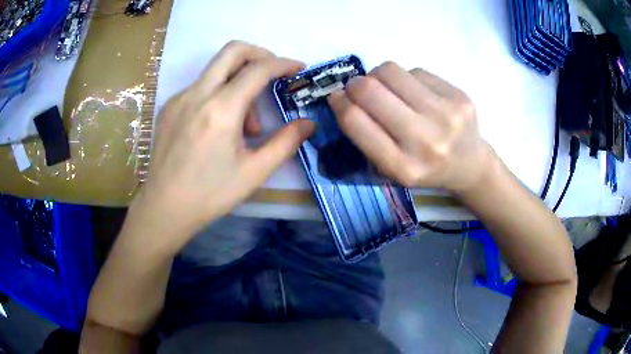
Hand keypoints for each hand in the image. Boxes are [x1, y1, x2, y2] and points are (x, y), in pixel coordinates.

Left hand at [127, 41, 314, 247]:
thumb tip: (308, 124)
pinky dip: (218, 93)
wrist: (164, 207)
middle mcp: (197, 94)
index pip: (258, 69)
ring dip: (238, 82)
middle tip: (272, 75)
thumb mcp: (254, 172)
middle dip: (259, 54)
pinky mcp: (169, 107)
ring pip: (217, 69)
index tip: (298, 68)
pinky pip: (200, 86)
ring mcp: (179, 98)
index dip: (283, 63)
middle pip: (233, 50)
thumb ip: (285, 143)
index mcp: (221, 110)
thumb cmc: (210, 194)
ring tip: (244, 124)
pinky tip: (219, 125)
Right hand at [328, 62, 493, 193]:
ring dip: (378, 75)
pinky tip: (415, 93)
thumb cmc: (425, 169)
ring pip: (390, 71)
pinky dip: (406, 78)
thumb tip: (342, 95)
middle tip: (358, 88)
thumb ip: (366, 138)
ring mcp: (446, 115)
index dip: (339, 102)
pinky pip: (415, 71)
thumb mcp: (391, 169)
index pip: (355, 121)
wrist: (470, 165)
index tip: (337, 97)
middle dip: (355, 84)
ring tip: (387, 88)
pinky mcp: (459, 96)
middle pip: (371, 90)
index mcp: (402, 167)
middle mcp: (425, 141)